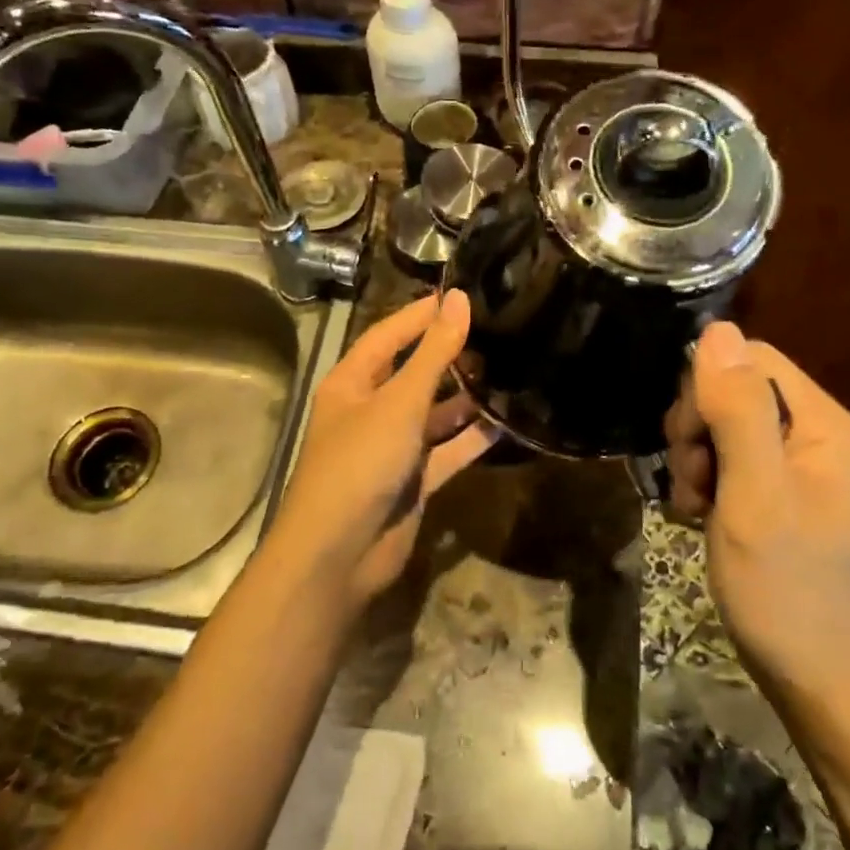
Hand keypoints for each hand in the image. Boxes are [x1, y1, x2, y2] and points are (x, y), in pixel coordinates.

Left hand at [267, 290, 497, 606]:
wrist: (339, 554)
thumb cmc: (360, 463)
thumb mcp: (399, 402)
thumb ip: (433, 352)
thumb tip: (460, 299)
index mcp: (353, 382)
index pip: (389, 335)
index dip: (422, 314)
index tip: (464, 295)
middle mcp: (371, 410)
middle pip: (414, 373)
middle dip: (451, 356)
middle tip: (499, 334)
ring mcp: (393, 447)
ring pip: (435, 413)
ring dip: (467, 398)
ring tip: (510, 372)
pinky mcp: (414, 481)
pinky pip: (448, 451)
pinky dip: (473, 439)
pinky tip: (509, 422)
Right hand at [663, 322, 849, 702]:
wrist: (817, 681)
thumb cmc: (785, 589)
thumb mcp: (753, 495)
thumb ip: (737, 410)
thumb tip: (717, 329)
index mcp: (824, 425)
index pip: (751, 359)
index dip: (706, 390)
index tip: (690, 444)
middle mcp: (816, 436)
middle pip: (734, 390)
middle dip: (697, 429)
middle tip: (694, 483)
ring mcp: (798, 468)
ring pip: (723, 426)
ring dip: (695, 460)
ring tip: (695, 507)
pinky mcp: (780, 495)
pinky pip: (729, 461)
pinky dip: (705, 483)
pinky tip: (699, 517)